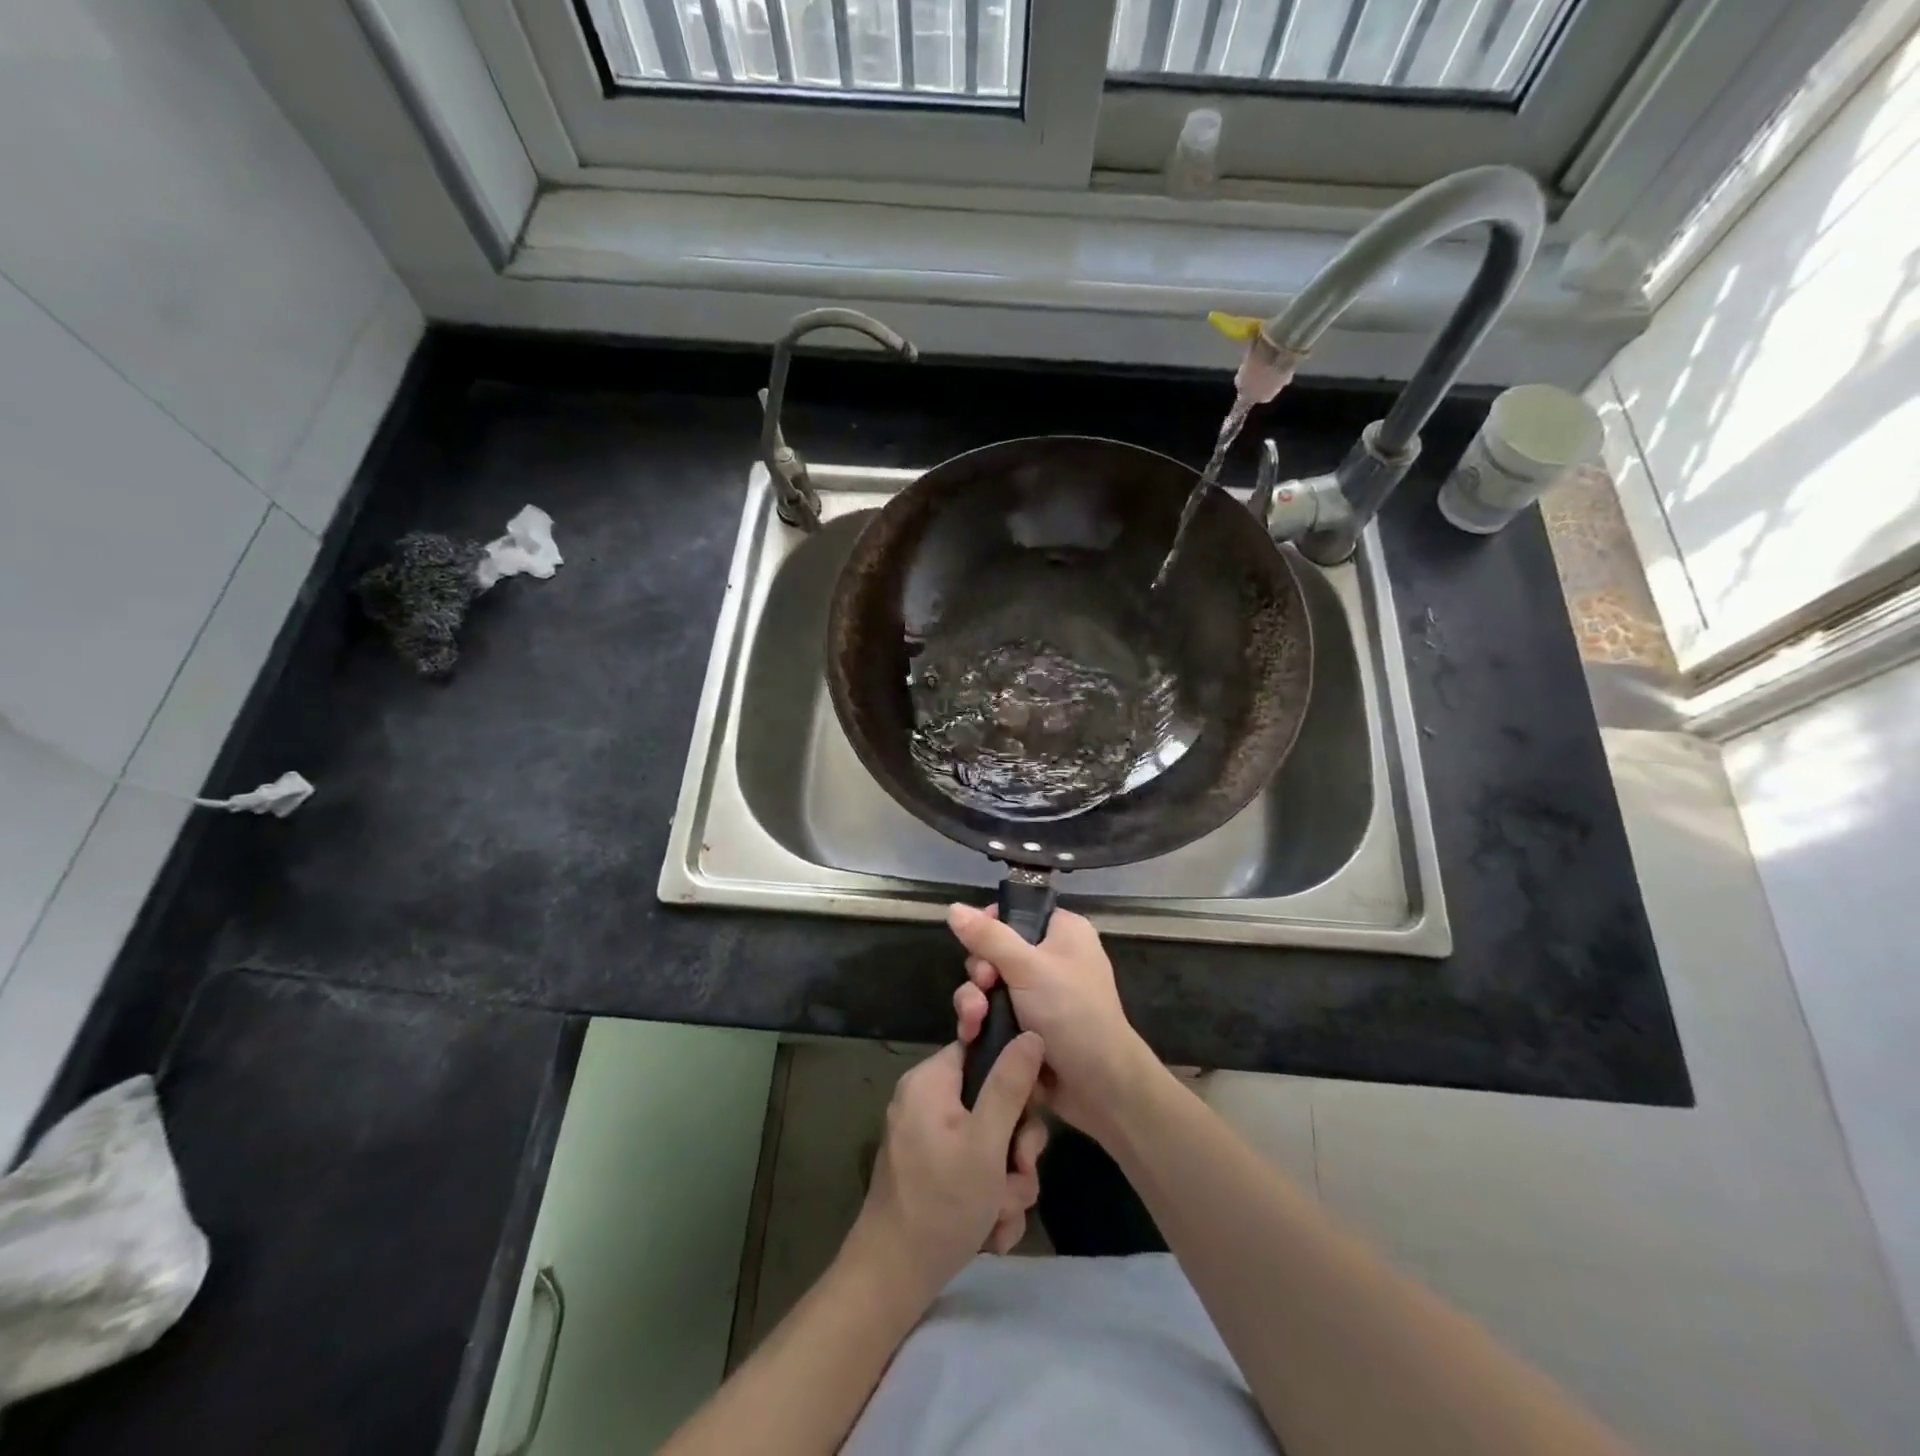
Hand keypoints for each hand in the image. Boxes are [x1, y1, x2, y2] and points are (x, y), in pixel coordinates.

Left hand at [847, 1034, 1048, 1304]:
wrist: (893, 1280)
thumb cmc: (941, 1202)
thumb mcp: (986, 1141)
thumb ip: (1010, 1086)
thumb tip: (1031, 1034)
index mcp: (931, 1081)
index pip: (982, 1051)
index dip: (1014, 1077)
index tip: (1032, 1110)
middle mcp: (927, 1102)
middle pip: (993, 1102)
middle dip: (1015, 1148)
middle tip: (1018, 1173)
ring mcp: (929, 1140)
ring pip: (991, 1144)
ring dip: (1008, 1182)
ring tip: (999, 1212)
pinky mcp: (933, 1173)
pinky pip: (975, 1170)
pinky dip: (989, 1199)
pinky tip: (990, 1230)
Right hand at [948, 904, 1156, 1141]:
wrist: (1099, 1086)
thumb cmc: (1071, 1012)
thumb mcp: (1027, 968)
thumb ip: (988, 937)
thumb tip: (953, 907)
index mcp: (1062, 932)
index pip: (1016, 913)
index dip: (989, 927)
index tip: (976, 944)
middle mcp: (1051, 958)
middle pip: (994, 951)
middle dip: (980, 973)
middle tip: (984, 987)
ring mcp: (1038, 995)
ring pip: (989, 986)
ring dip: (974, 1002)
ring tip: (973, 1022)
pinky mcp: (1026, 1026)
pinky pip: (992, 1014)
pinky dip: (980, 1023)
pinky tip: (971, 1036)